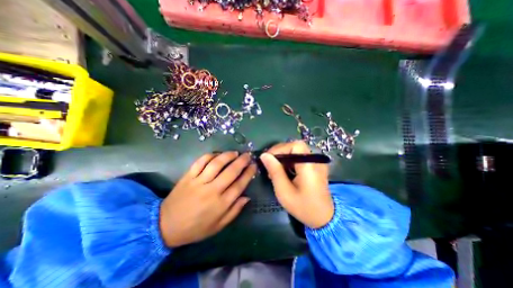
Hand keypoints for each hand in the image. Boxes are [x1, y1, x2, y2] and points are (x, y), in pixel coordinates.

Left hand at [159, 151, 255, 246]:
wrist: (166, 226)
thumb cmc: (195, 228)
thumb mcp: (218, 226)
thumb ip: (234, 211)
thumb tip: (247, 197)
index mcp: (220, 204)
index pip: (239, 185)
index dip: (248, 173)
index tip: (254, 166)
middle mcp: (212, 190)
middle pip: (231, 172)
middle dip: (242, 161)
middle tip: (248, 155)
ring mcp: (199, 182)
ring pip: (216, 164)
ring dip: (227, 156)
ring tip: (235, 153)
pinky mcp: (188, 176)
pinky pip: (200, 162)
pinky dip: (210, 156)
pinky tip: (217, 154)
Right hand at [261, 142, 332, 228]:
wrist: (324, 218)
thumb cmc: (303, 207)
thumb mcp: (284, 191)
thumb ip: (275, 171)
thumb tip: (264, 155)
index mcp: (309, 165)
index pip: (295, 146)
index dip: (280, 148)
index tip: (267, 159)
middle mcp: (315, 160)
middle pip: (295, 147)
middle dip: (279, 154)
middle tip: (269, 166)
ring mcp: (316, 163)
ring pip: (296, 152)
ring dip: (283, 158)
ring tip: (274, 171)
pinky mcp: (314, 166)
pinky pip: (299, 158)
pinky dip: (289, 162)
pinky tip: (283, 172)